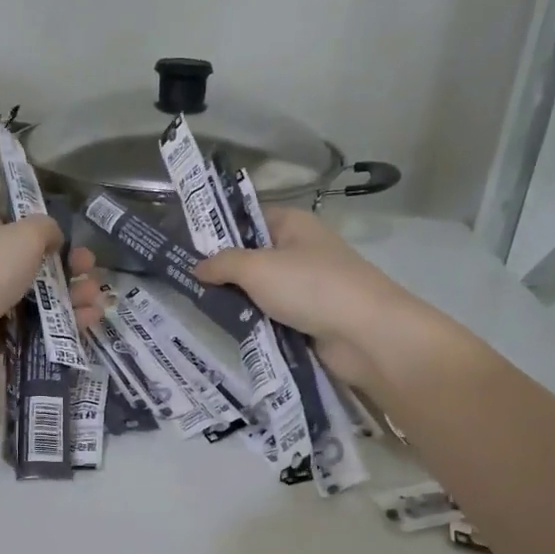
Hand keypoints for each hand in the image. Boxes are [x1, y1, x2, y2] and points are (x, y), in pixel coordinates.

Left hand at [0, 211, 101, 379]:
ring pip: (44, 297)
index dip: (55, 235)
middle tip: (92, 277)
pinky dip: (64, 323)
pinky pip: (39, 325)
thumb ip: (47, 228)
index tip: (77, 246)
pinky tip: (87, 322)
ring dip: (75, 298)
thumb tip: (55, 237)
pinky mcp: (1, 333)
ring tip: (96, 304)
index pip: (24, 228)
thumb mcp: (23, 234)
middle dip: (73, 271)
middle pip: (42, 265)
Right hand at [194, 208, 445, 388]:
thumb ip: (222, 264)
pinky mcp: (311, 319)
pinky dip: (256, 325)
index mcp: (293, 225)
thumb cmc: (311, 287)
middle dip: (223, 272)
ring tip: (200, 311)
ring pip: (261, 291)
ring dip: (238, 302)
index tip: (186, 248)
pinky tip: (231, 333)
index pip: (248, 218)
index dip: (218, 230)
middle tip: (186, 285)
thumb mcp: (257, 268)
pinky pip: (274, 317)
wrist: (368, 335)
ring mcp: (308, 287)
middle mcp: (301, 251)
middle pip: (253, 257)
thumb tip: (197, 266)